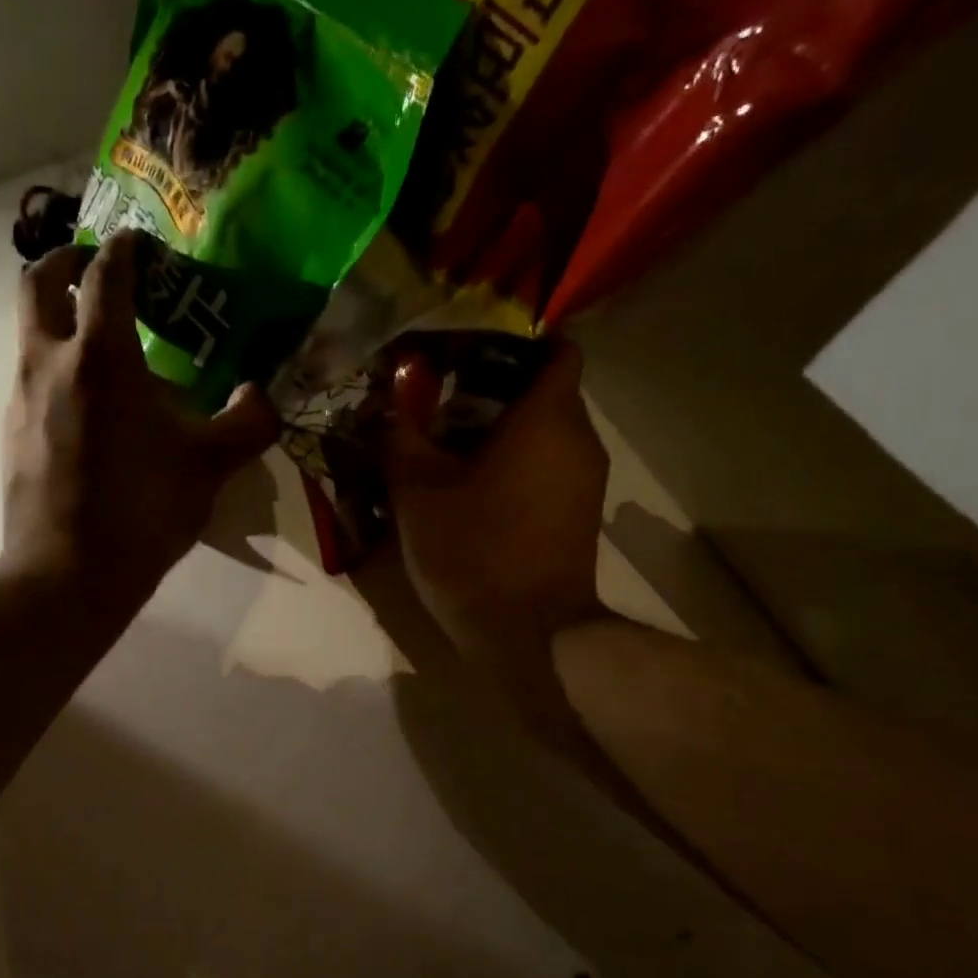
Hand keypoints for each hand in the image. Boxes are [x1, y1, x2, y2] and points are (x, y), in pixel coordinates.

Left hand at [3, 232, 277, 620]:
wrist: (69, 573)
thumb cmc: (144, 510)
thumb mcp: (212, 465)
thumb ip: (248, 422)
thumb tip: (261, 395)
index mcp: (102, 356)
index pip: (106, 274)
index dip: (126, 249)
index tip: (142, 246)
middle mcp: (50, 363)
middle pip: (39, 282)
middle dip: (67, 261)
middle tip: (96, 269)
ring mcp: (21, 399)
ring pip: (30, 334)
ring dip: (61, 322)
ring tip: (105, 353)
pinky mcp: (11, 435)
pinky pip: (30, 382)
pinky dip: (56, 373)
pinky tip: (89, 414)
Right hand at [383, 336, 608, 666]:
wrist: (530, 635)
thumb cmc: (474, 552)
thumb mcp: (419, 492)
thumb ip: (402, 434)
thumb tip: (392, 391)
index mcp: (547, 419)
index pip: (555, 348)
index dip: (514, 341)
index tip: (468, 352)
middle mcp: (578, 439)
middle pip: (545, 390)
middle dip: (495, 388)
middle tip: (439, 401)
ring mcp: (585, 479)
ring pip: (546, 431)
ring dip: (502, 429)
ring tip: (449, 445)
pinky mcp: (580, 513)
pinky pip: (549, 465)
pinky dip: (516, 462)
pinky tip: (473, 486)